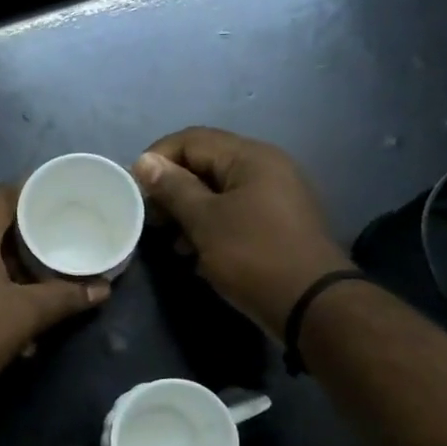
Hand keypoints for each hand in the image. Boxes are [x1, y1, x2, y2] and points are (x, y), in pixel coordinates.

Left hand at [0, 184, 110, 400]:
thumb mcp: (24, 317)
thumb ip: (64, 298)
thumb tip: (102, 289)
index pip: (3, 195)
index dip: (33, 197)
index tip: (60, 208)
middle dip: (23, 244)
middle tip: (54, 256)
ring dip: (4, 271)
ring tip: (34, 294)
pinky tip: (2, 317)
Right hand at [133, 127, 351, 335]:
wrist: (312, 305)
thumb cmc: (254, 256)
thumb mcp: (206, 221)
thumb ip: (173, 188)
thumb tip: (144, 161)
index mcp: (250, 157)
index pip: (192, 140)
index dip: (157, 159)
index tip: (134, 190)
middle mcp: (266, 167)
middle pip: (206, 164)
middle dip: (172, 189)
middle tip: (151, 220)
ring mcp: (276, 196)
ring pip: (219, 192)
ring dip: (189, 212)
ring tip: (171, 242)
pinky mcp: (277, 224)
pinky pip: (235, 213)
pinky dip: (211, 226)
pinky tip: (196, 254)